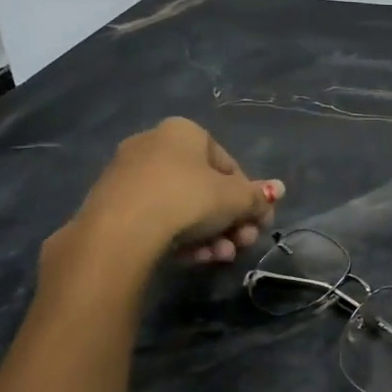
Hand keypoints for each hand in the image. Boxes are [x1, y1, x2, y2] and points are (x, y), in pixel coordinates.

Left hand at [51, 118, 281, 279]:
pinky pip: (158, 219)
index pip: (228, 163)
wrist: (121, 231)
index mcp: (183, 132)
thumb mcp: (235, 199)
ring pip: (182, 207)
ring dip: (210, 235)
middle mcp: (153, 145)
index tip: (256, 221)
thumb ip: (258, 196)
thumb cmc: (187, 199)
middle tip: (242, 244)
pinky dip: (180, 238)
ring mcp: (128, 176)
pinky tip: (194, 259)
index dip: (247, 195)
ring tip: (221, 257)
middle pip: (205, 188)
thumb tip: (279, 189)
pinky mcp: (111, 206)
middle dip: (229, 221)